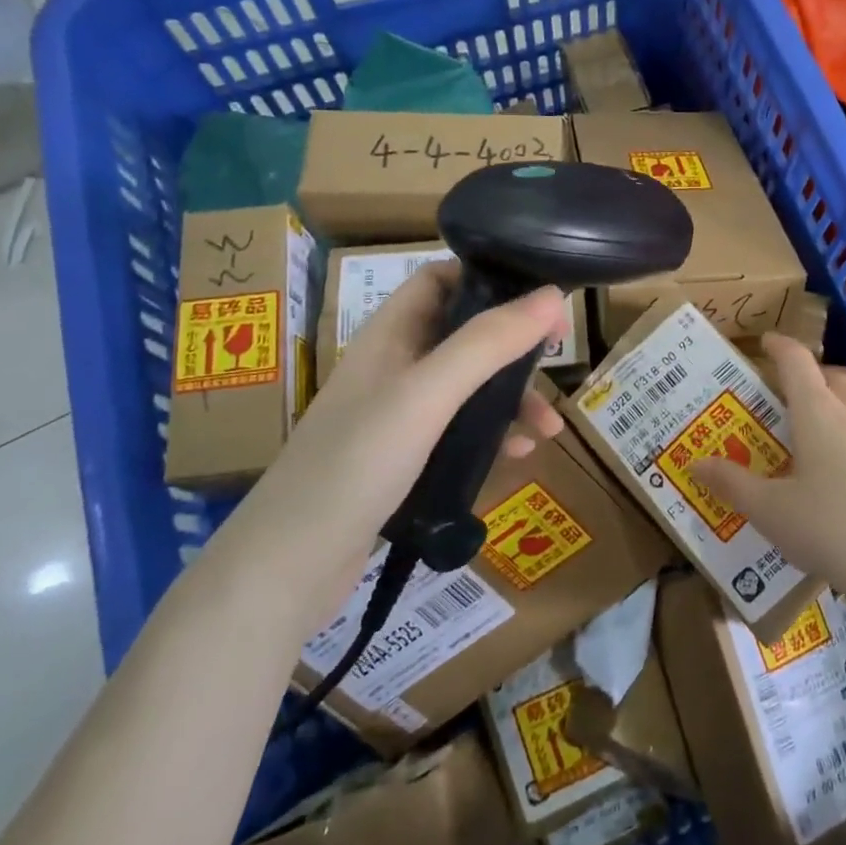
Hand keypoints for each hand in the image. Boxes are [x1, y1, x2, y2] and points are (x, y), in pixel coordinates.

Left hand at [213, 262, 568, 634]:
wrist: (288, 566)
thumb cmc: (356, 464)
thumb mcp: (427, 395)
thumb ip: (487, 343)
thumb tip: (553, 296)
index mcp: (390, 335)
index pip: (440, 280)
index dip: (489, 278)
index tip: (541, 298)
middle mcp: (394, 366)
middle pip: (464, 335)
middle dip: (513, 346)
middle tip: (557, 358)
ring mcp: (398, 415)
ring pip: (468, 388)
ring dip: (512, 398)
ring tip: (551, 427)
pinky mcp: (405, 459)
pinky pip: (460, 432)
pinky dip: (494, 436)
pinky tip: (520, 455)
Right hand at [692, 334, 845, 628]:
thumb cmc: (836, 532)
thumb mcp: (772, 513)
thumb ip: (733, 485)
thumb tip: (695, 463)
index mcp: (819, 414)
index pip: (796, 362)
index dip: (779, 347)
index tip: (765, 342)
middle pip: (833, 379)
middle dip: (809, 379)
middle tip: (787, 398)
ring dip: (841, 406)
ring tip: (823, 435)